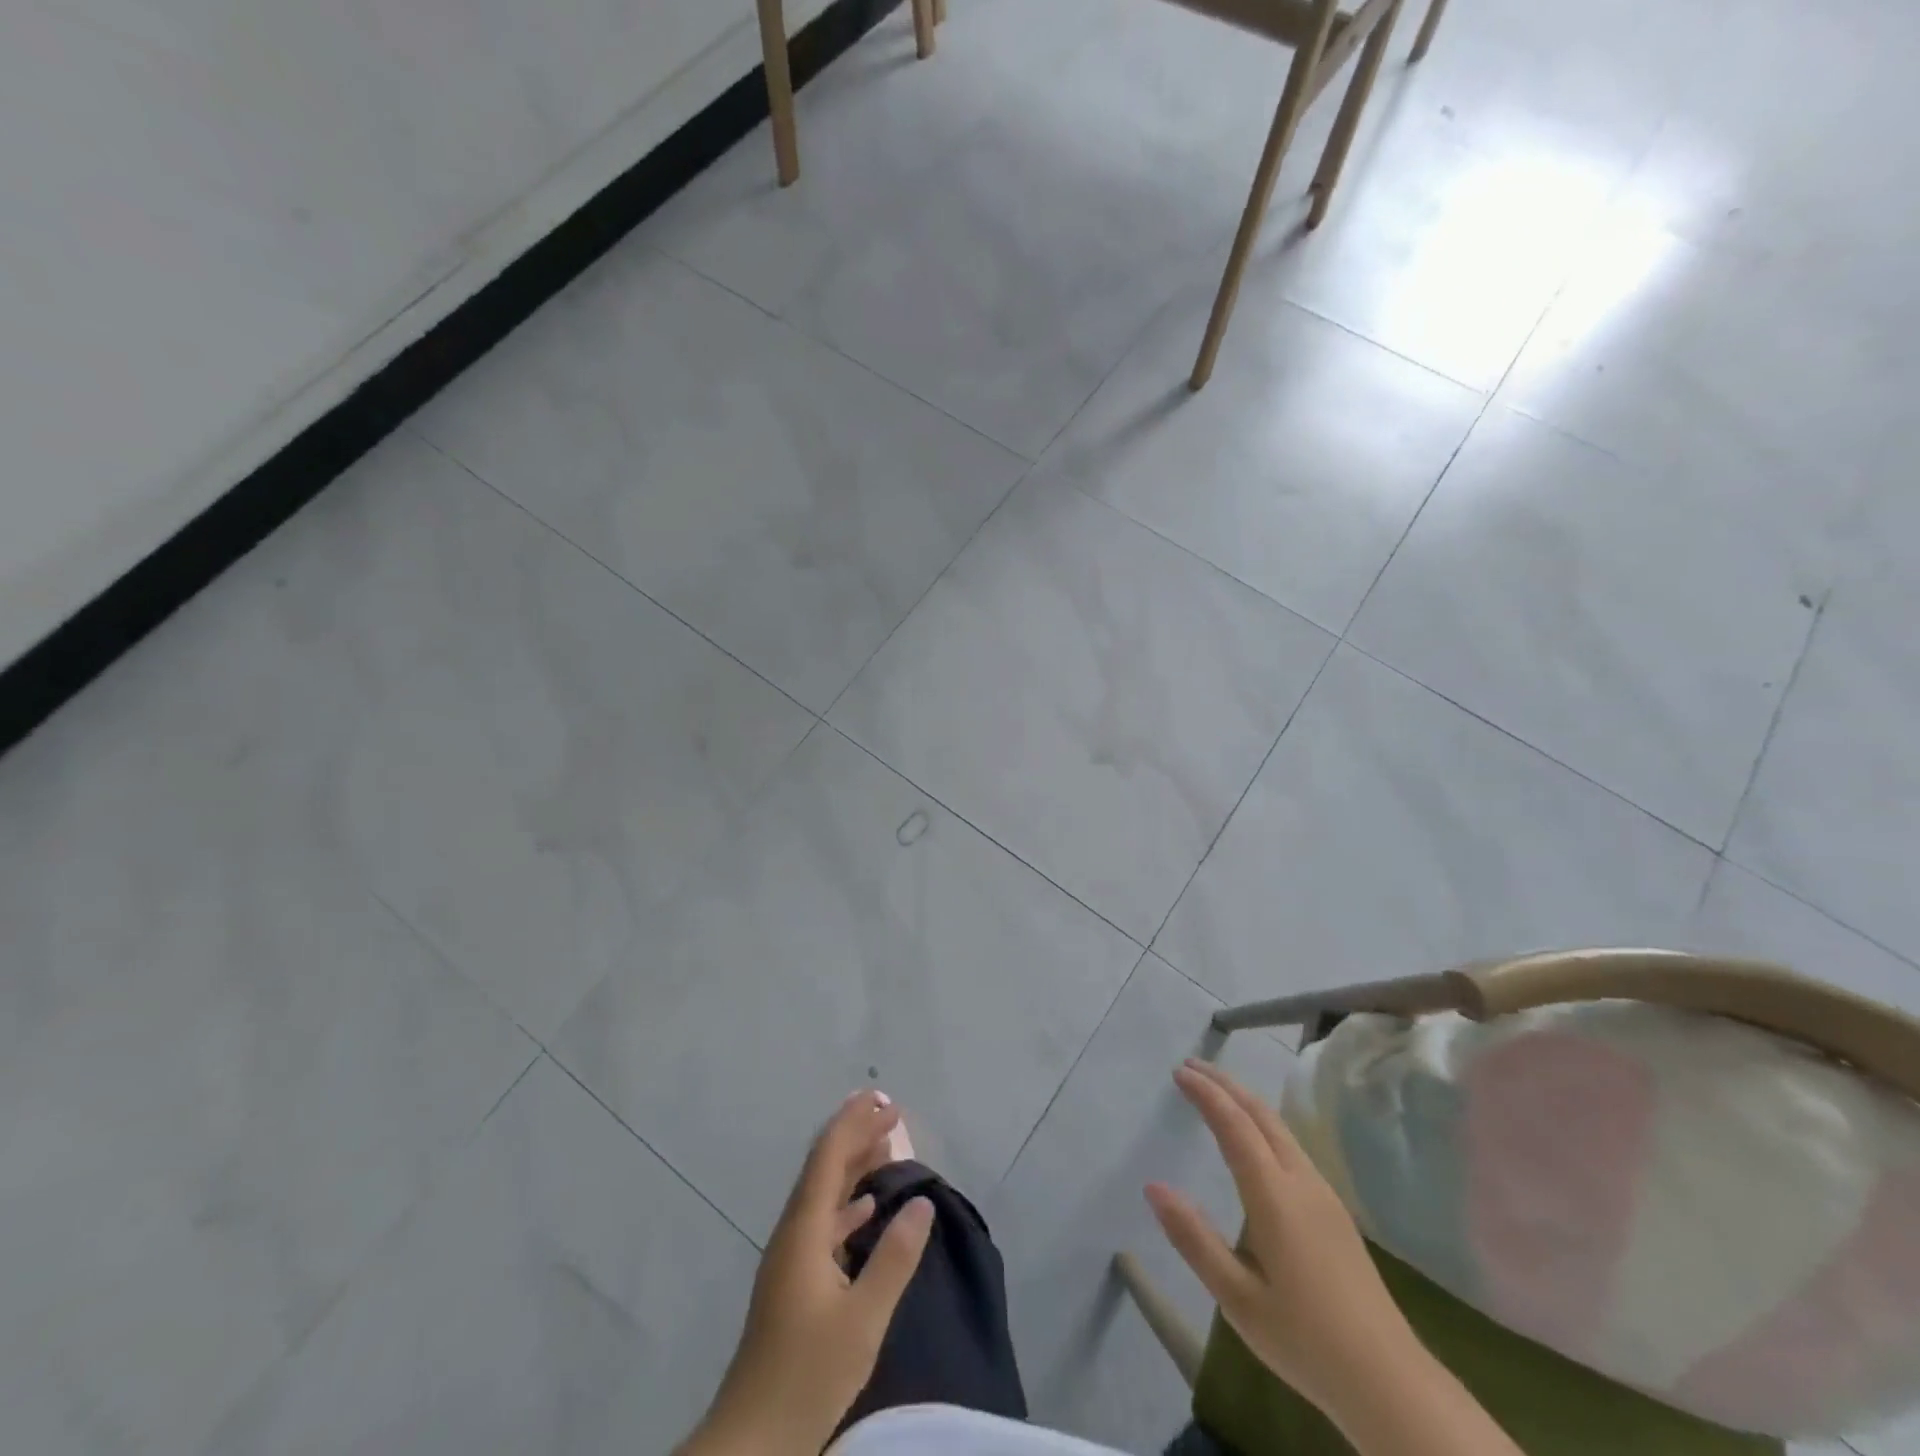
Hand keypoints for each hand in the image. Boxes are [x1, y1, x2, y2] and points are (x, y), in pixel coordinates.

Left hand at [682, 1091, 932, 1455]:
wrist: (750, 1441)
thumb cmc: (807, 1376)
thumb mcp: (862, 1320)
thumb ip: (894, 1258)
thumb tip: (923, 1201)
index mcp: (804, 1232)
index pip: (829, 1159)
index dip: (856, 1125)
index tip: (885, 1102)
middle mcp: (793, 1234)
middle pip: (824, 1168)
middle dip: (855, 1135)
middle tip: (890, 1111)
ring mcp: (790, 1259)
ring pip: (824, 1194)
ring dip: (853, 1165)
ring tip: (885, 1146)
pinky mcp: (793, 1282)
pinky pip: (823, 1222)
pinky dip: (848, 1204)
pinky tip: (867, 1208)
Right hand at [1146, 1059, 1420, 1418]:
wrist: (1390, 1383)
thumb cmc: (1306, 1341)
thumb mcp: (1237, 1298)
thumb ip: (1194, 1239)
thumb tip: (1153, 1187)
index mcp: (1274, 1196)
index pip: (1234, 1125)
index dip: (1205, 1093)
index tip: (1178, 1072)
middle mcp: (1301, 1182)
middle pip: (1261, 1114)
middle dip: (1225, 1084)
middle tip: (1191, 1067)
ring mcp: (1323, 1195)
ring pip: (1280, 1128)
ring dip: (1245, 1101)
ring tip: (1216, 1091)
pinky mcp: (1334, 1211)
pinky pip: (1291, 1146)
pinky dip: (1262, 1123)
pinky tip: (1254, 1138)